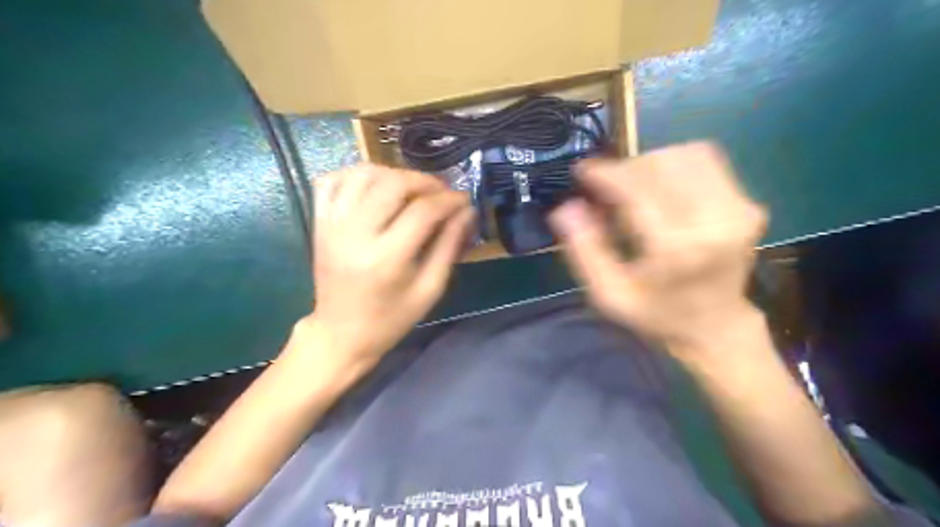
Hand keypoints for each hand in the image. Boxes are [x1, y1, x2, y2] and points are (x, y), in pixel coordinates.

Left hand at [307, 166, 469, 367]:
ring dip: (394, 173)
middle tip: (441, 192)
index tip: (464, 199)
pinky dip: (356, 173)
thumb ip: (449, 246)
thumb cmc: (391, 318)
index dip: (449, 200)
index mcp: (386, 259)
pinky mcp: (318, 223)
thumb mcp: (430, 289)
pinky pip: (331, 180)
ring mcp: (331, 225)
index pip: (423, 211)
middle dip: (424, 181)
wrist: (341, 333)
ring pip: (363, 174)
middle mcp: (355, 235)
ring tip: (412, 188)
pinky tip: (376, 185)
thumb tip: (467, 211)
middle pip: (392, 184)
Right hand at [549, 142, 766, 360]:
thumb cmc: (657, 314)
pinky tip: (661, 188)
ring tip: (632, 188)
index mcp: (676, 248)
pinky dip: (675, 165)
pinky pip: (707, 160)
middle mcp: (714, 220)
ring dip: (649, 164)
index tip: (583, 172)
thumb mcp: (609, 294)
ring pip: (684, 154)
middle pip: (660, 164)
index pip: (636, 188)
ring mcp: (737, 208)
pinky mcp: (747, 202)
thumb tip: (566, 207)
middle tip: (605, 189)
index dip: (605, 173)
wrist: (716, 326)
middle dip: (624, 169)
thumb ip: (584, 251)